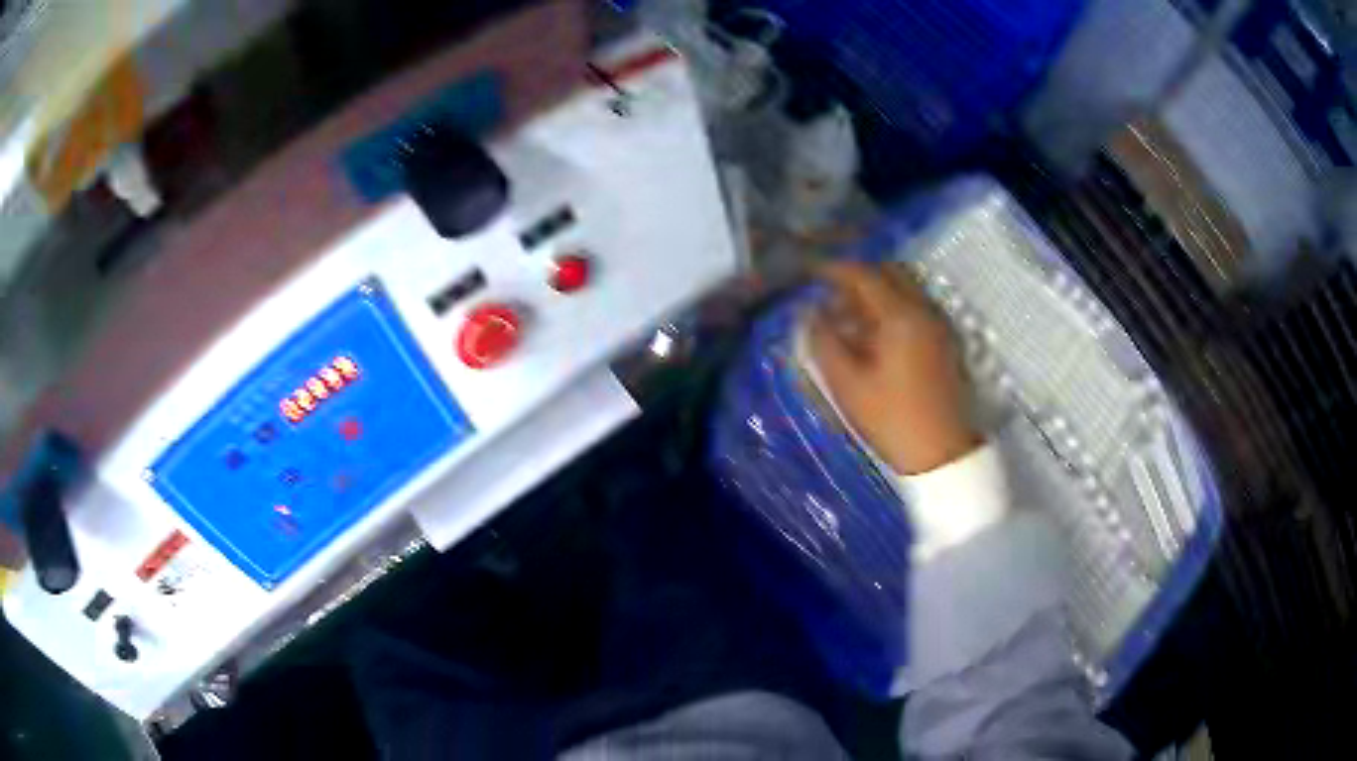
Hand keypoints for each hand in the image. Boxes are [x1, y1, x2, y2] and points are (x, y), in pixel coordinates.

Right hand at [808, 262, 978, 474]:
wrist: (941, 453)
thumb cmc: (891, 419)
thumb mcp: (847, 384)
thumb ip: (824, 341)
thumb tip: (810, 313)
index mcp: (901, 317)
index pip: (864, 275)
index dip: (834, 270)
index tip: (810, 272)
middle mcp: (924, 311)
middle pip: (889, 274)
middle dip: (857, 279)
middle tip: (831, 300)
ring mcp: (939, 326)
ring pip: (905, 290)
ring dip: (875, 296)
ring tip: (848, 324)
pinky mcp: (945, 342)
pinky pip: (916, 309)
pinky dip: (892, 310)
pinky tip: (874, 339)